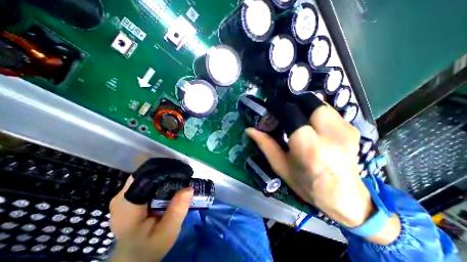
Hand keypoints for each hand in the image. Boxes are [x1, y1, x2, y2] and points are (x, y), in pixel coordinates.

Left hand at [108, 176, 192, 261]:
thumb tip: (189, 188)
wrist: (135, 257)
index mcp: (127, 203)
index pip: (145, 176)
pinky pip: (149, 181)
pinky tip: (172, 184)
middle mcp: (123, 195)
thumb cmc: (148, 248)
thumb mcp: (166, 233)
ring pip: (148, 175)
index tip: (181, 172)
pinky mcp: (132, 196)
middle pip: (147, 173)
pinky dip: (161, 180)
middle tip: (184, 175)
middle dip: (167, 171)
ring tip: (180, 177)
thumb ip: (176, 211)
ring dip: (165, 175)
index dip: (164, 171)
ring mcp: (126, 195)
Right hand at [247, 104, 400, 243]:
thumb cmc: (307, 185)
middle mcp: (330, 134)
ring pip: (321, 104)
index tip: (270, 107)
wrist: (344, 198)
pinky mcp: (352, 129)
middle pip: (310, 101)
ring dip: (305, 106)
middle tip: (283, 109)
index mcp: (308, 146)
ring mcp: (345, 130)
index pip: (291, 113)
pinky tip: (312, 124)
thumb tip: (250, 130)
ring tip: (297, 116)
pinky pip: (330, 112)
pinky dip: (317, 113)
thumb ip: (266, 145)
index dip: (278, 106)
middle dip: (293, 101)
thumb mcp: (281, 166)